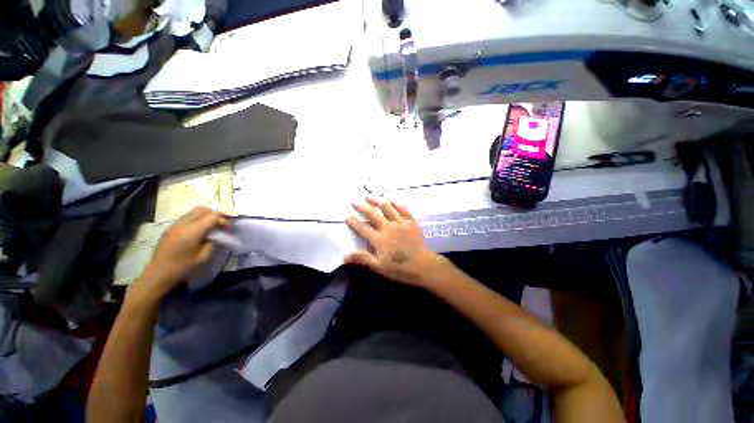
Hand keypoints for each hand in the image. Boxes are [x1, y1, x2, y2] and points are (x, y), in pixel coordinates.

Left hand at [131, 207, 230, 303]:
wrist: (158, 274)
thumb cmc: (183, 267)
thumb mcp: (204, 256)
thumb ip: (213, 242)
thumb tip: (218, 234)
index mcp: (192, 231)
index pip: (213, 217)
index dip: (224, 221)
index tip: (231, 229)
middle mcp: (183, 224)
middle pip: (204, 210)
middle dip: (217, 215)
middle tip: (225, 223)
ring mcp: (175, 225)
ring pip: (195, 211)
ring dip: (207, 215)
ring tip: (215, 224)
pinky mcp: (171, 228)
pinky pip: (188, 217)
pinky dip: (198, 218)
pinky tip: (202, 228)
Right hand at [345, 198, 448, 286]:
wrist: (423, 266)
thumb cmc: (400, 268)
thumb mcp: (379, 266)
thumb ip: (362, 258)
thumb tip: (344, 256)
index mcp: (379, 239)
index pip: (362, 228)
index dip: (353, 222)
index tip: (346, 215)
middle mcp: (388, 227)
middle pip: (373, 214)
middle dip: (362, 206)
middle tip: (354, 200)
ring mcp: (401, 223)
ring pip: (387, 208)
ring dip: (377, 201)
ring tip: (369, 196)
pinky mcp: (411, 222)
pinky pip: (403, 209)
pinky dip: (397, 204)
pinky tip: (392, 200)